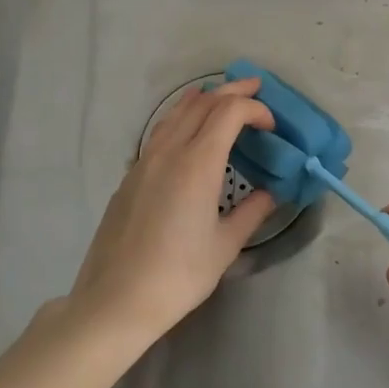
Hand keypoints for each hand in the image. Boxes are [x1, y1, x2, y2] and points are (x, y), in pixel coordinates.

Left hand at [65, 76, 276, 348]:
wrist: (116, 299)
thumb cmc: (178, 275)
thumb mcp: (224, 246)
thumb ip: (252, 212)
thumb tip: (273, 192)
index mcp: (196, 164)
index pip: (229, 112)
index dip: (254, 109)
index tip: (271, 126)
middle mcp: (168, 151)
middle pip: (202, 103)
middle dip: (231, 91)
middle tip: (255, 88)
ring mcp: (144, 161)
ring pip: (175, 113)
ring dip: (202, 100)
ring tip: (220, 97)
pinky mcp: (130, 176)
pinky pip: (159, 132)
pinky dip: (180, 118)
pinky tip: (186, 132)